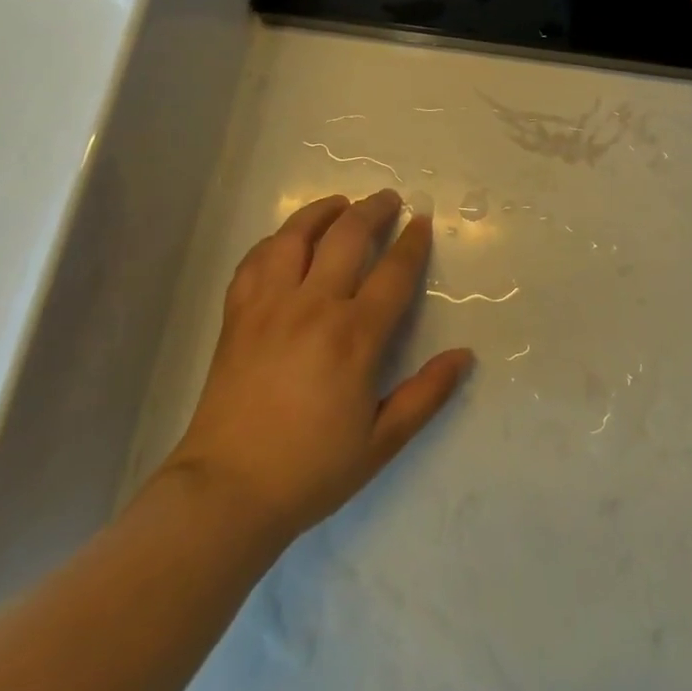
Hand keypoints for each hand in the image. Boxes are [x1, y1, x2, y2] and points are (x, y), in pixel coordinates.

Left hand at [161, 191, 473, 548]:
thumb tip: (465, 356)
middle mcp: (313, 306)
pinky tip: (286, 241)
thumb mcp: (382, 441)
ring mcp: (269, 305)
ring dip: (322, 212)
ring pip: (295, 236)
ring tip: (339, 204)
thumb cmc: (311, 469)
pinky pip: (255, 260)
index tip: (421, 222)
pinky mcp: (237, 314)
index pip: (393, 272)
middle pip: (346, 236)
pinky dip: (275, 241)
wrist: (226, 491)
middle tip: (388, 199)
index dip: (412, 242)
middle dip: (372, 210)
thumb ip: (426, 394)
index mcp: (354, 336)